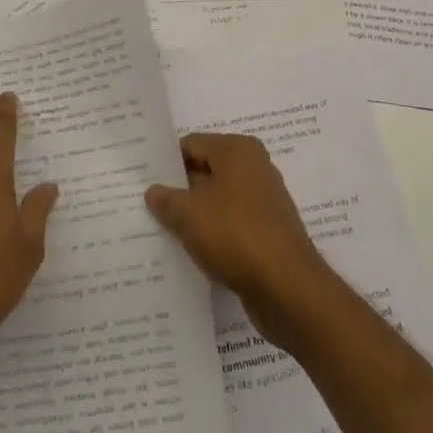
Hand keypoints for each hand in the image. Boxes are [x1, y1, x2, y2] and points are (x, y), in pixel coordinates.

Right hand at [145, 133, 334, 344]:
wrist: (288, 288)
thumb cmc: (236, 235)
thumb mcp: (190, 215)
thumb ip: (167, 199)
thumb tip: (153, 190)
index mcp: (237, 149)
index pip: (191, 145)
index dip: (167, 163)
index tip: (144, 181)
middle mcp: (254, 166)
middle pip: (206, 171)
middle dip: (180, 189)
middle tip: (148, 207)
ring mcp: (264, 200)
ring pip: (219, 200)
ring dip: (196, 215)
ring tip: (165, 232)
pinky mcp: (268, 231)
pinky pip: (232, 224)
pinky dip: (215, 234)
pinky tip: (193, 252)